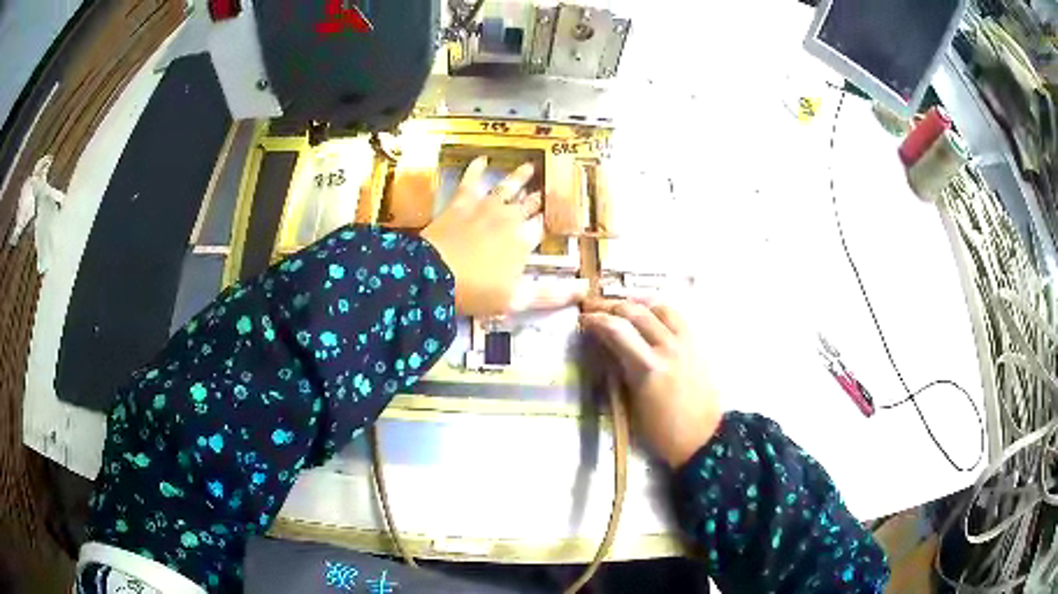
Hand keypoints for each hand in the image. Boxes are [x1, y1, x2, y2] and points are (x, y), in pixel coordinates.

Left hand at [423, 157, 584, 316]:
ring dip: (519, 176)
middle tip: (549, 187)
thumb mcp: (518, 299)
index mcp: (524, 240)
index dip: (552, 219)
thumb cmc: (478, 291)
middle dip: (540, 196)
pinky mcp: (460, 203)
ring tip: (529, 166)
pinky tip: (481, 159)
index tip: (561, 212)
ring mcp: (484, 207)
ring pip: (507, 187)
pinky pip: (470, 181)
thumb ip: (552, 293)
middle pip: (529, 204)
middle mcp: (509, 217)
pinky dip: (476, 168)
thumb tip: (586, 288)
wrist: (433, 275)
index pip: (544, 226)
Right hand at [580, 299, 721, 467]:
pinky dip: (659, 309)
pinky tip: (649, 312)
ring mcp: (686, 342)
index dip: (595, 319)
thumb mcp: (632, 403)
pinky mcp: (698, 343)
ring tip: (622, 304)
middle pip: (635, 311)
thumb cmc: (661, 431)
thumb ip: (620, 369)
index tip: (583, 319)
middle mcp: (667, 348)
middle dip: (610, 305)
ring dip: (636, 302)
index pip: (616, 329)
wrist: (702, 437)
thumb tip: (605, 346)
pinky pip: (677, 315)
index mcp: (647, 367)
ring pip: (659, 306)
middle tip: (595, 307)